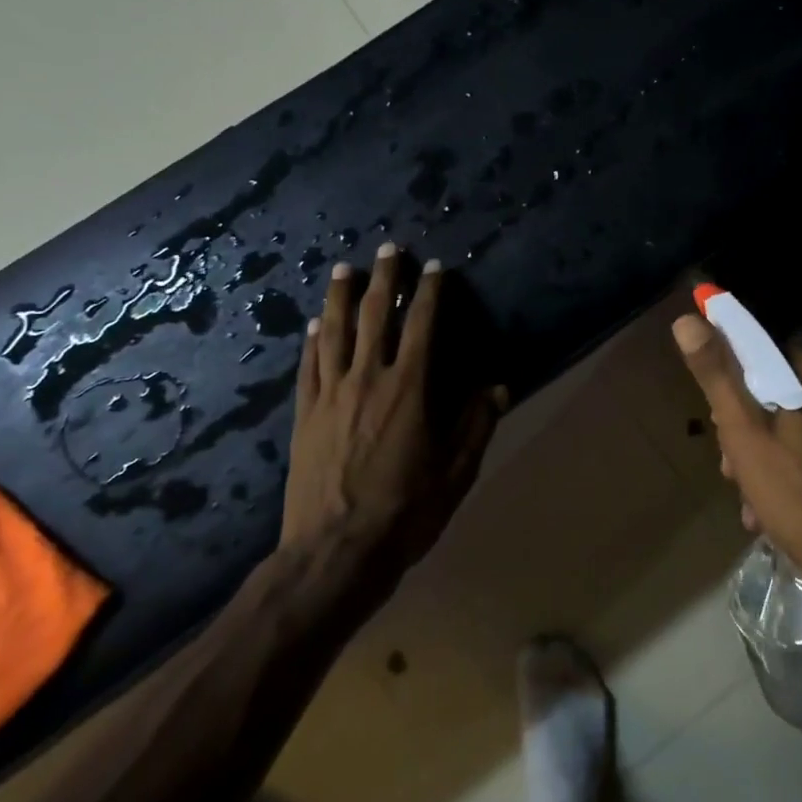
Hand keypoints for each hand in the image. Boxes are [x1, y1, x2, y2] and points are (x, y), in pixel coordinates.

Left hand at [282, 245, 504, 583]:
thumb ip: (476, 425)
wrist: (335, 552)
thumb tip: (498, 387)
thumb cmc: (405, 513)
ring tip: (343, 268)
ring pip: (333, 332)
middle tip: (387, 249)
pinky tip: (314, 325)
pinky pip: (308, 366)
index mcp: (408, 390)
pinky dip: (312, 340)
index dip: (429, 293)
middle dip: (382, 279)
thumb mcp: (455, 473)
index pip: (421, 327)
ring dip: (340, 297)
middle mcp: (367, 380)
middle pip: (373, 316)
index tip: (435, 267)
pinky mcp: (304, 415)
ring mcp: (330, 395)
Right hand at [672, 313, 801, 608]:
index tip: (719, 429)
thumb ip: (717, 373)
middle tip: (735, 472)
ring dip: (769, 456)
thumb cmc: (800, 495)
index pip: (760, 357)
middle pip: (778, 393)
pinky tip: (783, 508)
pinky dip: (799, 468)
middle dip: (749, 431)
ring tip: (756, 502)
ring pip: (798, 423)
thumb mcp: (744, 434)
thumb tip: (688, 319)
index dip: (731, 391)